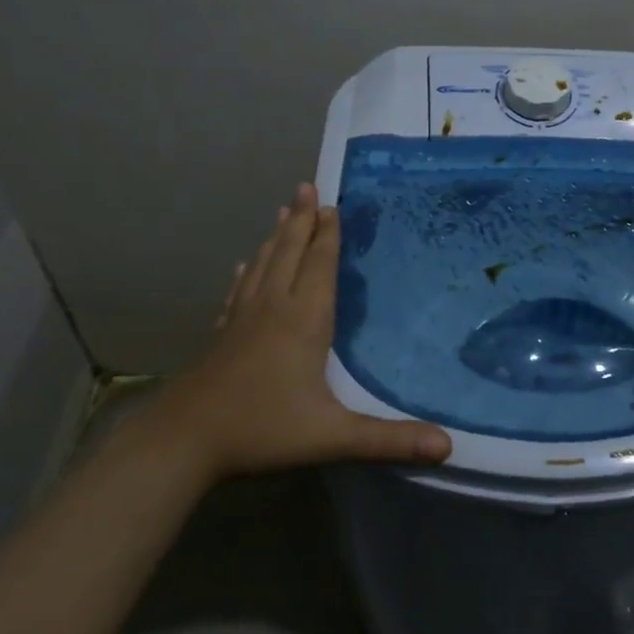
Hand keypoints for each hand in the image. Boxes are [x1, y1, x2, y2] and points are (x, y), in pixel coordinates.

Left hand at [137, 184, 451, 484]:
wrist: (184, 440)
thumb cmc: (263, 429)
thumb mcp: (332, 436)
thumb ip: (389, 440)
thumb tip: (448, 447)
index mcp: (303, 320)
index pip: (319, 265)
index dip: (328, 234)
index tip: (333, 204)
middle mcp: (273, 308)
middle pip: (289, 253)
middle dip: (302, 220)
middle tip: (308, 186)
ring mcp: (242, 319)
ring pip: (263, 265)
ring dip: (277, 236)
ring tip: (284, 210)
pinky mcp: (222, 335)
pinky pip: (239, 291)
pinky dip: (247, 273)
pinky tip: (244, 267)